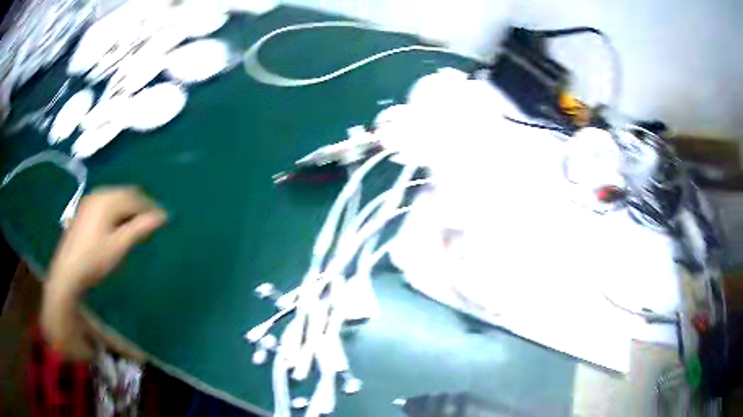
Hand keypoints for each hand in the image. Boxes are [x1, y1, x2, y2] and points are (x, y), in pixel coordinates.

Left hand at [41, 186, 166, 358]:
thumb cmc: (94, 260)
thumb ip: (140, 229)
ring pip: (116, 198)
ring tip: (136, 226)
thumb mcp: (119, 246)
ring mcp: (90, 200)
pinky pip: (106, 202)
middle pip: (126, 194)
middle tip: (151, 224)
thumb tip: (162, 217)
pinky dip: (117, 211)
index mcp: (108, 200)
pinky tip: (117, 225)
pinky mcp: (85, 209)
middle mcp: (99, 194)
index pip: (136, 198)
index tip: (164, 220)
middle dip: (140, 207)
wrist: (67, 272)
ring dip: (128, 209)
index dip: (151, 208)